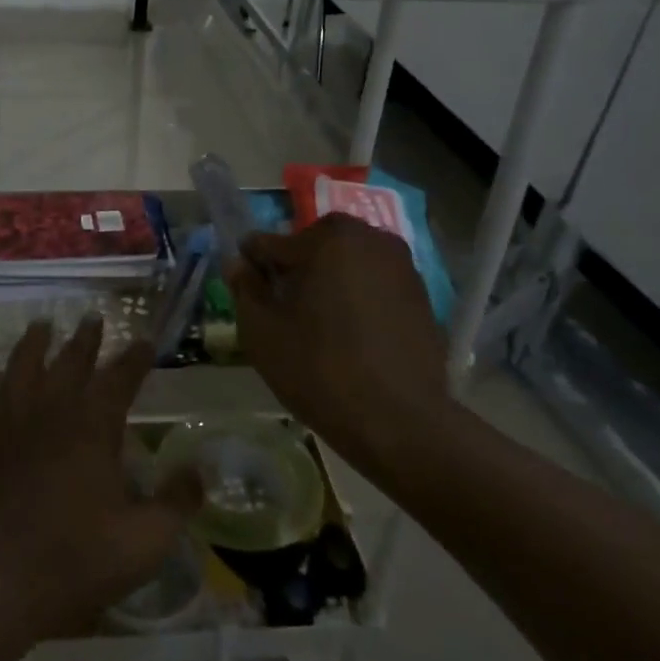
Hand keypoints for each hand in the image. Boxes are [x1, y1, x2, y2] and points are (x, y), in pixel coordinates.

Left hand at [0, 318, 201, 652]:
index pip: (121, 377)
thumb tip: (200, 469)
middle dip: (86, 338)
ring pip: (23, 362)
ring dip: (35, 341)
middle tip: (93, 318)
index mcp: (93, 426)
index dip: (136, 357)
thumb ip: (177, 502)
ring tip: (42, 325)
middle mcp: (51, 406)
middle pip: (71, 360)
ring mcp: (5, 413)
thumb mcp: (142, 544)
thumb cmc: (69, 564)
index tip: (145, 341)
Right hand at [226, 214, 451, 469]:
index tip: (248, 294)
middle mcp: (369, 238)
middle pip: (314, 246)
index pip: (272, 243)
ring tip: (319, 325)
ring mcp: (401, 266)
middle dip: (296, 270)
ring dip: (330, 283)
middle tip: (285, 310)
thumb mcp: (262, 331)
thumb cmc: (319, 369)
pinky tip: (352, 337)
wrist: (400, 422)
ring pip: (347, 264)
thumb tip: (238, 263)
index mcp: (327, 238)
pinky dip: (359, 300)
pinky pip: (375, 285)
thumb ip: (245, 288)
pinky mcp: (421, 295)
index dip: (253, 268)